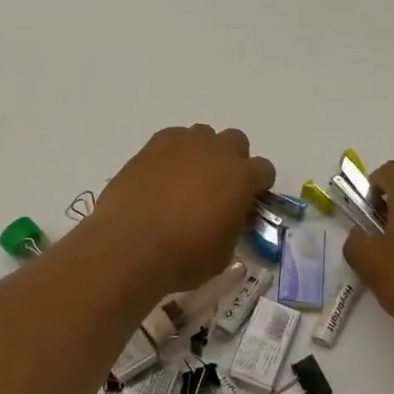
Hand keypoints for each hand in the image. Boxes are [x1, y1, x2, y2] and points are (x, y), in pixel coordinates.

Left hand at [92, 126, 275, 296]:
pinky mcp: (152, 146)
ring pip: (203, 135)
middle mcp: (217, 151)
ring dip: (202, 153)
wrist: (130, 246)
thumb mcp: (223, 253)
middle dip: (232, 160)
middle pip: (235, 142)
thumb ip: (233, 226)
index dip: (257, 186)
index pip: (264, 170)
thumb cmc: (183, 257)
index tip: (247, 202)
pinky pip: (172, 140)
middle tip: (218, 187)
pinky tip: (162, 177)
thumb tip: (229, 217)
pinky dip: (173, 154)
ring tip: (186, 180)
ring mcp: (183, 144)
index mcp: (241, 178)